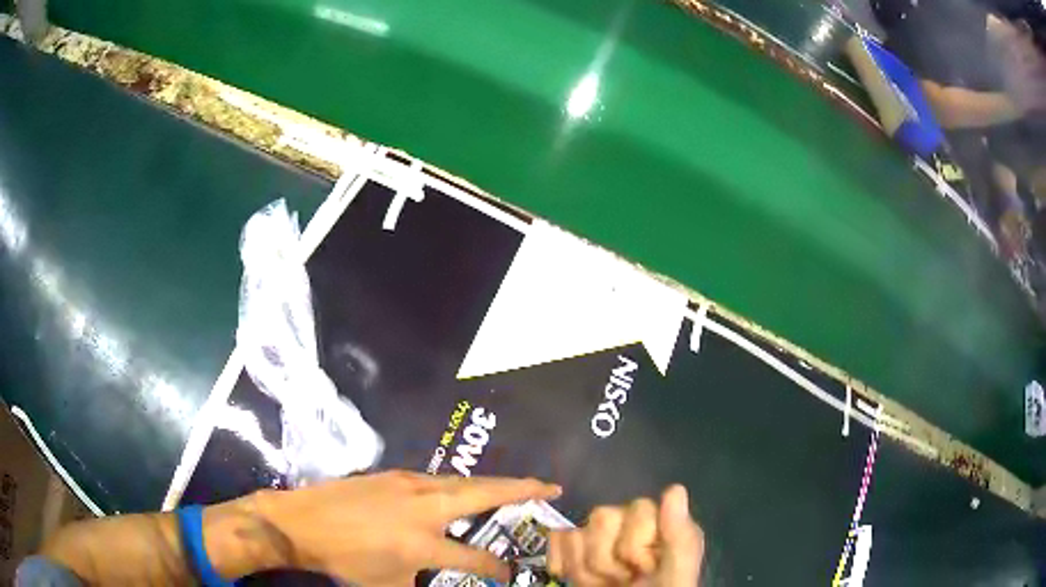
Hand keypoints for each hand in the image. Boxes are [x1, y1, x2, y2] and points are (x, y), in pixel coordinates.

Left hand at [257, 470, 560, 584]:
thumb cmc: (344, 560)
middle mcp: (424, 507)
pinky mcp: (394, 474)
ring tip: (518, 486)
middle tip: (550, 487)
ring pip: (464, 481)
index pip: (476, 559)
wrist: (301, 522)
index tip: (509, 573)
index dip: (498, 569)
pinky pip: (440, 479)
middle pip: (485, 494)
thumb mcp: (388, 585)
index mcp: (424, 543)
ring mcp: (409, 484)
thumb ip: (421, 581)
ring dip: (494, 483)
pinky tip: (463, 491)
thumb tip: (438, 576)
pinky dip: (463, 484)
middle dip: (523, 490)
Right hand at [548, 485, 703, 585]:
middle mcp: (630, 526)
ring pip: (576, 531)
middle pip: (602, 517)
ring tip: (603, 585)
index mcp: (661, 526)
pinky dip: (561, 561)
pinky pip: (557, 538)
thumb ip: (680, 538)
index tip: (645, 569)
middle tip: (621, 581)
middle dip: (606, 560)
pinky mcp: (573, 550)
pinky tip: (571, 577)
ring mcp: (600, 539)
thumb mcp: (675, 576)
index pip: (639, 508)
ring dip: (584, 567)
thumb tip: (675, 489)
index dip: (636, 544)